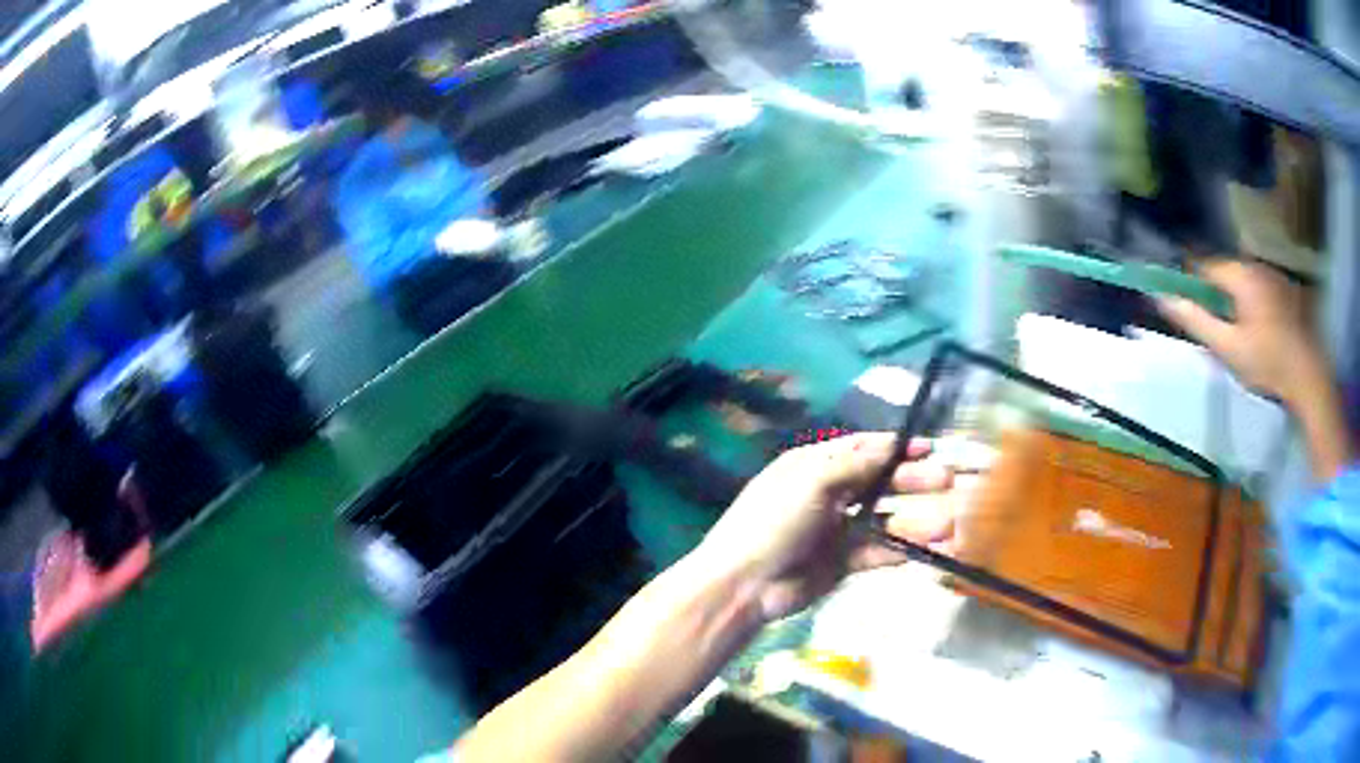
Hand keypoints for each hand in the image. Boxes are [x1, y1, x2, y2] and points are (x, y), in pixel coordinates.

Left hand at [690, 432, 954, 623]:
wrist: (745, 584)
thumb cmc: (774, 522)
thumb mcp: (811, 482)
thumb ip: (854, 465)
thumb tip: (889, 447)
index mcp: (814, 466)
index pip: (862, 450)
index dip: (895, 448)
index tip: (929, 447)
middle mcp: (828, 494)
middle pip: (879, 483)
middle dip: (913, 481)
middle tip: (947, 480)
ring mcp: (836, 530)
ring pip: (884, 520)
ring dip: (915, 520)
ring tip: (948, 524)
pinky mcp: (842, 563)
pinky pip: (878, 552)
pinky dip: (901, 550)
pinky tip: (927, 550)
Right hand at [1156, 259, 1321, 402]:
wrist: (1309, 376)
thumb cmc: (1267, 363)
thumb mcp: (1228, 348)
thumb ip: (1196, 321)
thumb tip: (1162, 298)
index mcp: (1240, 274)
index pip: (1204, 266)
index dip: (1192, 283)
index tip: (1187, 305)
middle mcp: (1256, 265)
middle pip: (1225, 273)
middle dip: (1216, 294)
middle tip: (1217, 330)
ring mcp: (1274, 276)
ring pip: (1244, 280)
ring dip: (1236, 299)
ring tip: (1239, 333)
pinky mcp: (1286, 289)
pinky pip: (1260, 288)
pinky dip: (1253, 302)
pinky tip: (1259, 330)